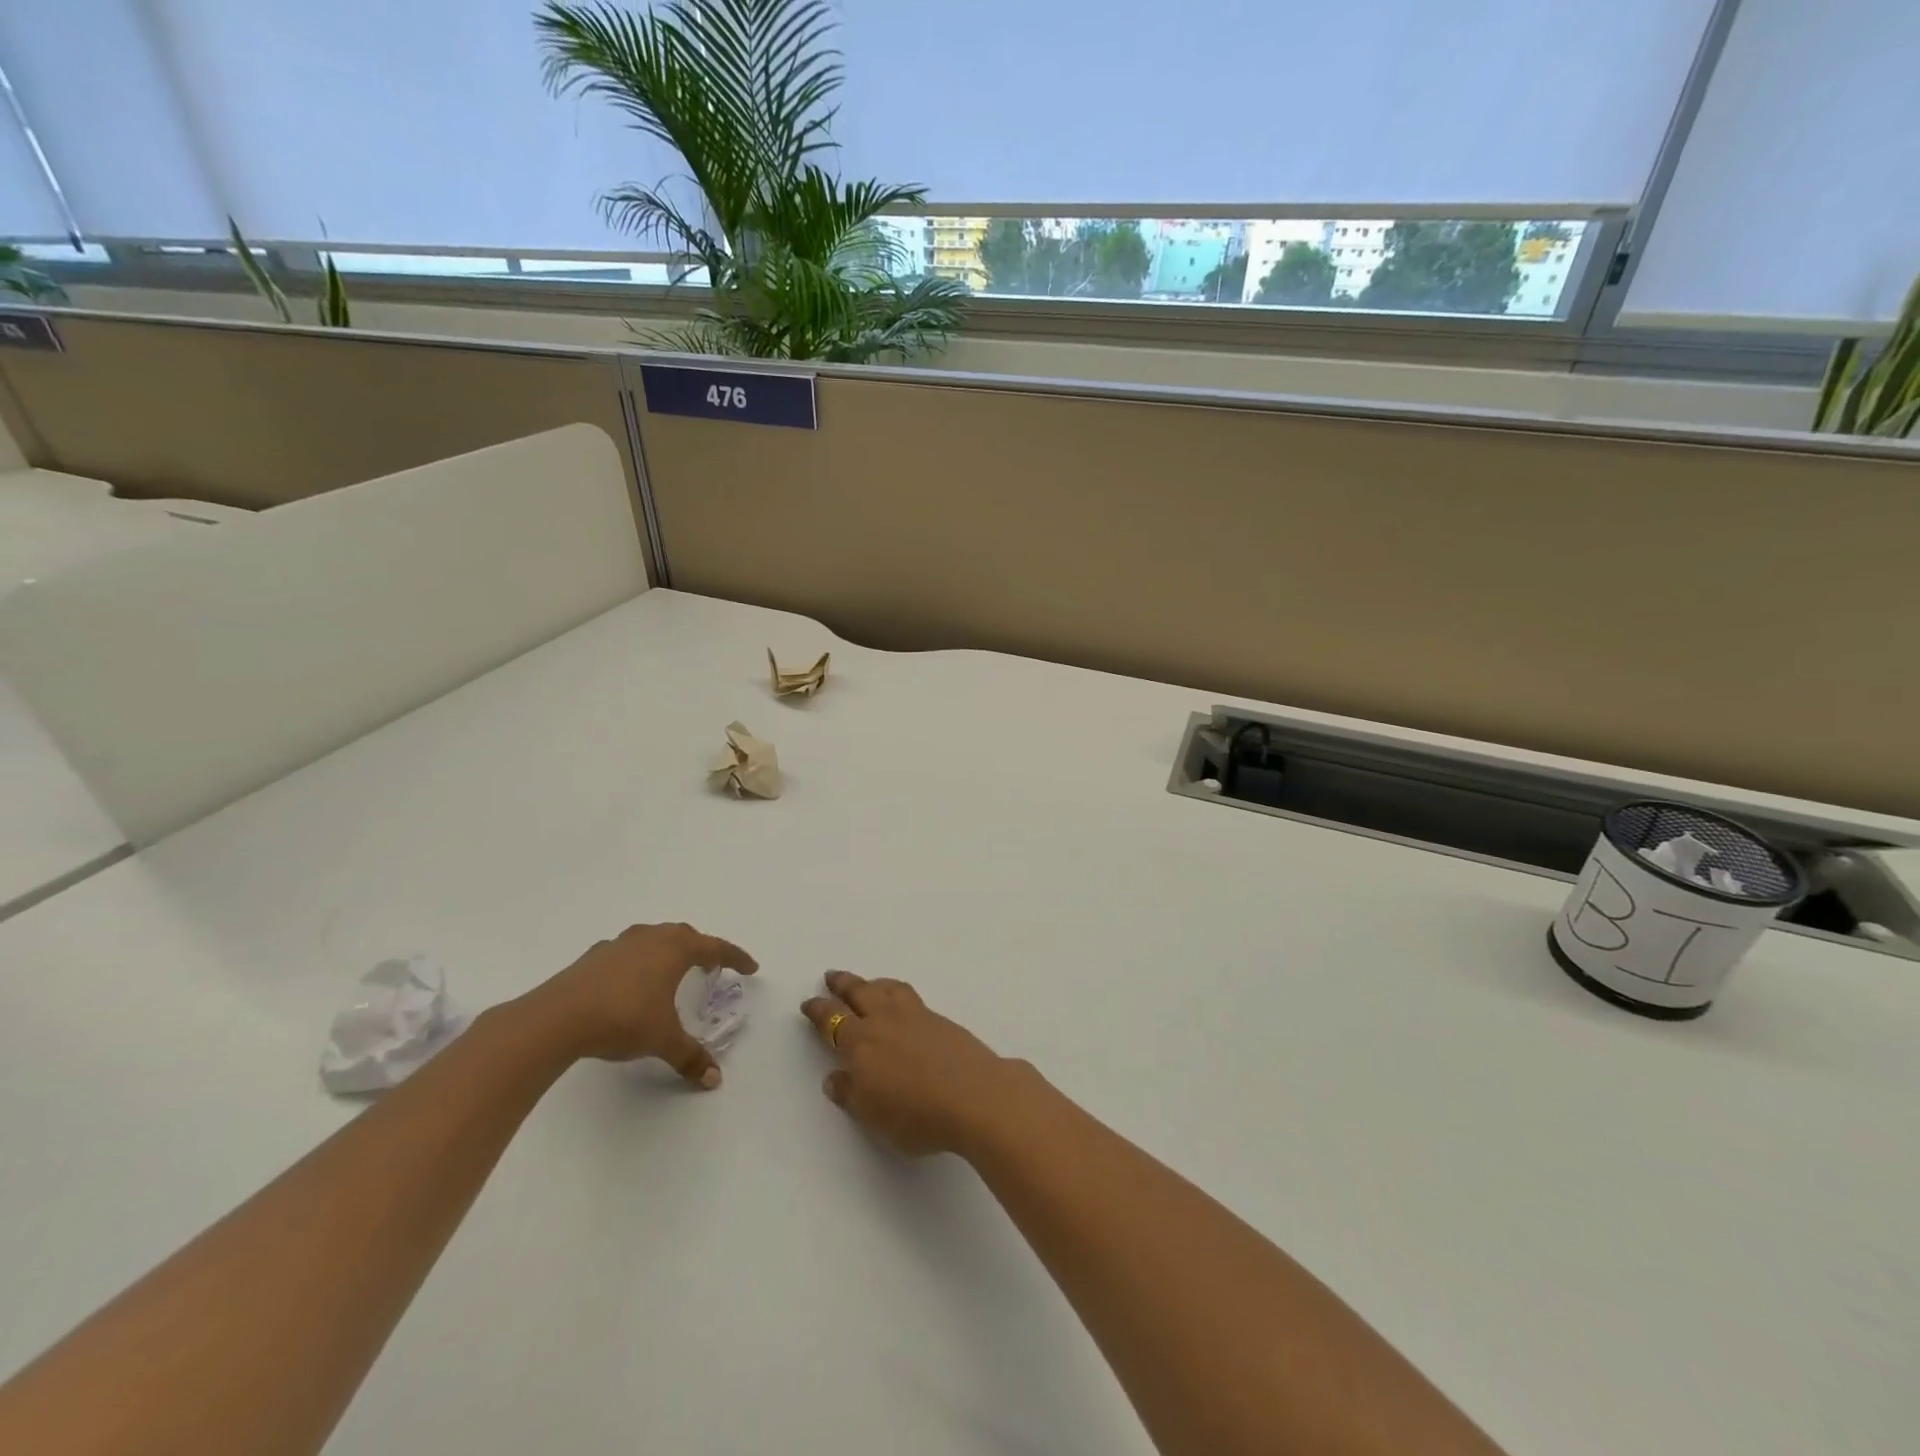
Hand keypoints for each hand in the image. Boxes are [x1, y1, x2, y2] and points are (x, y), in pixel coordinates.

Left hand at [522, 923, 756, 1087]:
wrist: (556, 1018)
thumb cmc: (623, 1019)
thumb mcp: (663, 1040)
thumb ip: (690, 1057)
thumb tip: (714, 1080)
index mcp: (675, 950)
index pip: (716, 947)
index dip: (735, 957)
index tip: (750, 967)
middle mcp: (651, 938)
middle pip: (685, 935)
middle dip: (702, 949)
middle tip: (711, 966)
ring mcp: (619, 944)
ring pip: (654, 939)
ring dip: (668, 951)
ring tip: (671, 971)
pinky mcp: (593, 957)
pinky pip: (627, 952)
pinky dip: (638, 962)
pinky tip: (631, 983)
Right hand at [801, 971, 1036, 1156]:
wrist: (975, 1096)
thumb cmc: (916, 1114)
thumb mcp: (873, 1116)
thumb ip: (850, 1094)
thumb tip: (834, 1077)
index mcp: (861, 1043)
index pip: (833, 1020)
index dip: (819, 1011)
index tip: (809, 1003)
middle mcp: (885, 1021)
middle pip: (859, 993)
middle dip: (843, 984)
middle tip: (831, 976)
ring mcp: (915, 1016)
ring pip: (887, 989)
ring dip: (872, 983)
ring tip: (867, 983)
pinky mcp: (940, 1019)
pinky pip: (908, 996)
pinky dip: (896, 991)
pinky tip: (900, 1002)